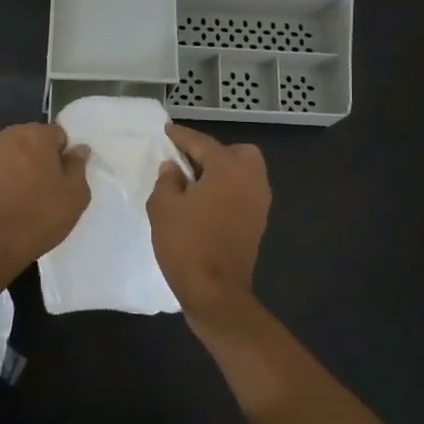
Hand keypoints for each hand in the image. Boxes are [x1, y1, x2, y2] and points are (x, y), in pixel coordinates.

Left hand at [0, 123, 90, 278]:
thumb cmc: (38, 216)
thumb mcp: (75, 196)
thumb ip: (78, 166)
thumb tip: (78, 149)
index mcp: (35, 135)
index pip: (57, 135)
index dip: (63, 156)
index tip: (64, 179)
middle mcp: (6, 136)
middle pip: (31, 142)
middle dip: (39, 159)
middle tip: (46, 190)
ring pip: (9, 156)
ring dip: (17, 170)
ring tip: (23, 200)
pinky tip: (3, 206)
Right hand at [147, 124, 270, 320]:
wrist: (215, 292)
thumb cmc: (186, 244)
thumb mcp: (163, 207)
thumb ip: (167, 180)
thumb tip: (174, 168)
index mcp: (229, 169)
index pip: (202, 143)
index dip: (182, 136)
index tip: (167, 131)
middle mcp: (251, 180)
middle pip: (236, 153)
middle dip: (213, 152)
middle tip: (187, 162)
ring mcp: (259, 203)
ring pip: (245, 173)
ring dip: (222, 172)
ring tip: (194, 183)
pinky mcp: (258, 223)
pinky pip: (244, 193)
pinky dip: (228, 190)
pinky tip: (205, 202)